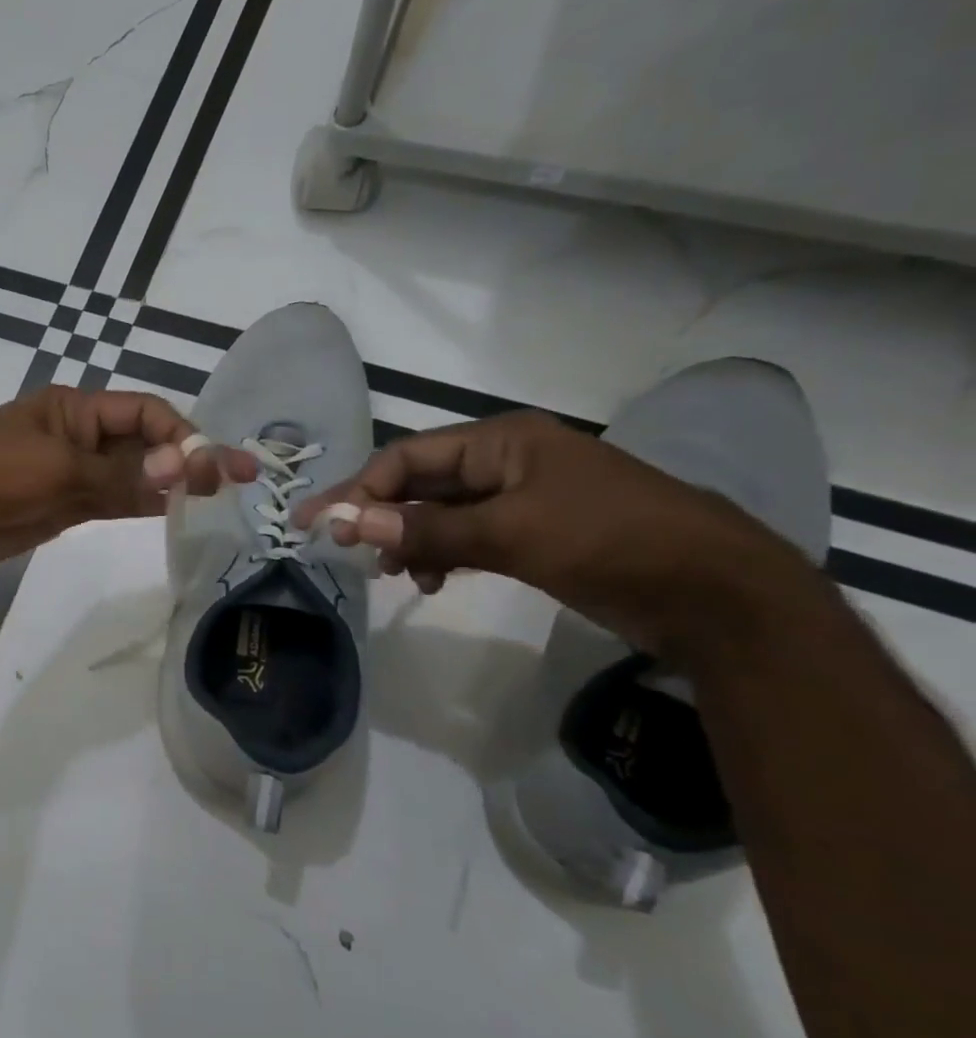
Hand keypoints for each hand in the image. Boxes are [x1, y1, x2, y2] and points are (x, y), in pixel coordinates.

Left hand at [0, 386, 256, 584]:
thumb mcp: (58, 471)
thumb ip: (121, 476)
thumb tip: (186, 472)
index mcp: (74, 409)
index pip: (144, 412)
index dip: (183, 436)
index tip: (215, 467)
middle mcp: (78, 436)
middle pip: (143, 442)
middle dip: (186, 459)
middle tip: (238, 482)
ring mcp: (71, 473)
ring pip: (132, 474)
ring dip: (169, 484)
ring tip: (216, 499)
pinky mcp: (63, 506)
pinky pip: (112, 500)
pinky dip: (142, 505)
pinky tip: (173, 513)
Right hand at [292, 411, 813, 658]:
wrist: (717, 596)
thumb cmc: (611, 543)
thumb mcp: (511, 534)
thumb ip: (426, 530)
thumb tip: (347, 523)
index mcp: (501, 442)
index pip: (407, 458)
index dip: (360, 490)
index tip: (320, 525)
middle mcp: (505, 462)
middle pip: (419, 483)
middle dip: (379, 515)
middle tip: (339, 548)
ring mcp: (520, 499)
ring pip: (439, 513)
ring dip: (408, 540)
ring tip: (391, 574)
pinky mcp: (533, 534)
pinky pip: (466, 537)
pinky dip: (441, 556)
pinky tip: (431, 581)